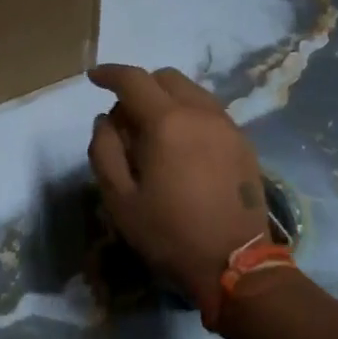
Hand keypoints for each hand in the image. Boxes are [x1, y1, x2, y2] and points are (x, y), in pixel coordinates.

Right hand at [87, 65, 268, 319]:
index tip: (93, 78)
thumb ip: (104, 151)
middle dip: (140, 86)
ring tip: (154, 132)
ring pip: (192, 90)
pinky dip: (189, 113)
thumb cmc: (169, 233)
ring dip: (166, 98)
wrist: (237, 265)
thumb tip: (105, 120)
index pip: (133, 79)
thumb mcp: (119, 199)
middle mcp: (200, 112)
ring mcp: (227, 125)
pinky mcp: (243, 142)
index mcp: (167, 122)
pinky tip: (182, 145)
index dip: (109, 73)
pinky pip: (210, 110)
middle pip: (165, 77)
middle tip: (125, 119)